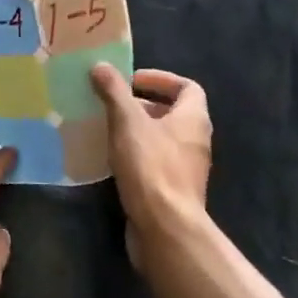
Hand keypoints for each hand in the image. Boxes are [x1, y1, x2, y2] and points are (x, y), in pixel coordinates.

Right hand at [90, 64, 211, 260]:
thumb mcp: (128, 121)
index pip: (187, 87)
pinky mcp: (173, 192)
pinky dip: (136, 155)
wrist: (165, 231)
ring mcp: (187, 169)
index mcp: (194, 118)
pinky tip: (111, 159)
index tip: (132, 80)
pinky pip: (155, 163)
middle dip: (142, 104)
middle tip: (113, 102)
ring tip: (107, 127)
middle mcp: (196, 141)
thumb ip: (114, 91)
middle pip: (172, 112)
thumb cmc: (151, 167)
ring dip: (137, 131)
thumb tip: (101, 65)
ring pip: (162, 139)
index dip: (161, 79)